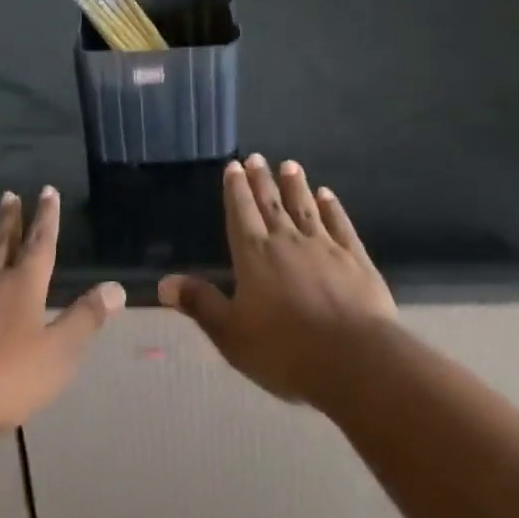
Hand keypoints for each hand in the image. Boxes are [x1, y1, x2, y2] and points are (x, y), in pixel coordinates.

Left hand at [0, 186, 124, 445]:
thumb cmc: (3, 380)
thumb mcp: (57, 355)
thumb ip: (85, 319)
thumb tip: (117, 287)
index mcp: (24, 286)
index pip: (40, 243)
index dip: (47, 217)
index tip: (48, 191)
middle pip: (2, 242)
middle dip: (9, 218)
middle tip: (9, 194)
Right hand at [159, 155, 395, 406]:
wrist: (354, 360)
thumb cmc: (286, 351)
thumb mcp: (232, 335)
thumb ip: (201, 304)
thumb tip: (164, 282)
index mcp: (254, 255)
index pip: (241, 213)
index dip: (236, 190)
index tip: (234, 166)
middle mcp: (287, 240)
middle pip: (271, 203)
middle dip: (261, 180)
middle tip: (256, 157)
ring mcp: (324, 246)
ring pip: (305, 207)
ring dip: (295, 186)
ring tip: (290, 165)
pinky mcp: (354, 258)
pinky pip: (339, 224)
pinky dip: (332, 207)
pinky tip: (327, 195)